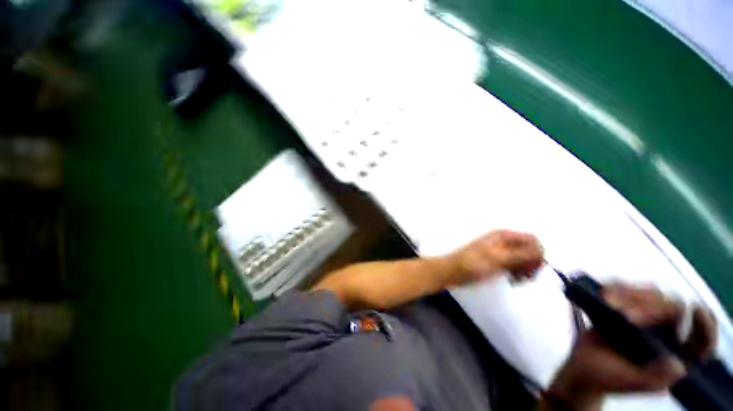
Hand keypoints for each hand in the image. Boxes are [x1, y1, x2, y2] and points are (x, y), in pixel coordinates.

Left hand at [446, 230, 543, 285]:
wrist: (452, 271)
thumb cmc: (473, 264)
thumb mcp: (498, 259)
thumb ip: (520, 254)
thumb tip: (542, 250)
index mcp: (504, 236)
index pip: (532, 240)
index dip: (537, 254)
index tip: (533, 270)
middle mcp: (504, 241)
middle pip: (530, 249)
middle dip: (532, 263)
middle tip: (526, 278)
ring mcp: (500, 252)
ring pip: (524, 259)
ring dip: (525, 270)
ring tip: (518, 280)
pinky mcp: (497, 262)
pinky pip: (515, 265)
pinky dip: (517, 273)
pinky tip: (512, 281)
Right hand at [545, 284, 717, 410]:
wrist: (580, 365)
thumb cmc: (604, 378)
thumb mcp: (628, 383)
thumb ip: (654, 378)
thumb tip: (680, 365)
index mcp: (673, 356)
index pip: (701, 340)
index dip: (705, 326)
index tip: (697, 310)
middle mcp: (666, 335)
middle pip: (673, 308)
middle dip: (650, 308)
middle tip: (625, 315)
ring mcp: (646, 319)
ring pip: (652, 294)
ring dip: (630, 295)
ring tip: (608, 301)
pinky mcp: (626, 307)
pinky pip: (629, 289)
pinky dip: (617, 287)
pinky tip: (605, 292)